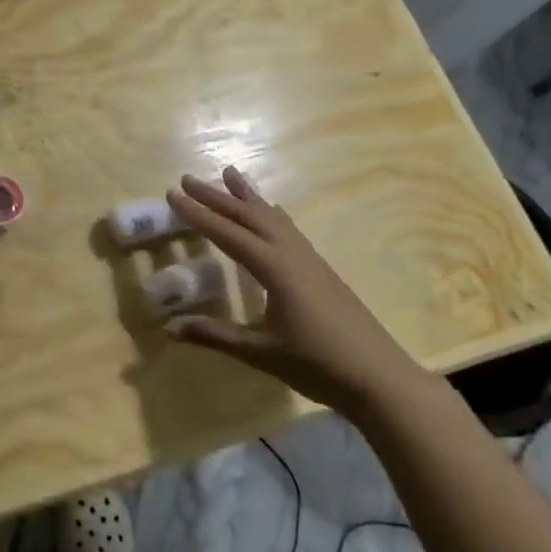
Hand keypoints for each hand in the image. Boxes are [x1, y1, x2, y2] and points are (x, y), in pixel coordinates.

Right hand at [162, 167, 421, 414]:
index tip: (172, 193)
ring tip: (230, 173)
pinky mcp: (320, 269)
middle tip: (188, 178)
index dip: (198, 214)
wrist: (381, 379)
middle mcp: (291, 254)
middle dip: (217, 196)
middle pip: (249, 216)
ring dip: (247, 196)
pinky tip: (272, 211)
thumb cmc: (317, 364)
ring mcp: (309, 259)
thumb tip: (169, 328)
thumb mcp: (260, 352)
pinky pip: (288, 228)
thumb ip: (215, 335)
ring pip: (272, 217)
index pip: (227, 234)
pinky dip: (271, 212)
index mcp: (274, 268)